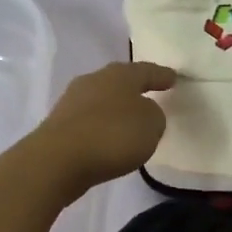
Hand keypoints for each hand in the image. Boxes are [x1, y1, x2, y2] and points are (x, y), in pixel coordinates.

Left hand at [27, 60, 176, 194]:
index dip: (161, 75)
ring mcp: (72, 102)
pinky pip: (89, 120)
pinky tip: (107, 138)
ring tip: (129, 120)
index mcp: (119, 74)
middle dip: (135, 88)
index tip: (173, 78)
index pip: (146, 70)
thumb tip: (142, 113)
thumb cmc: (112, 135)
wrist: (57, 161)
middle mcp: (94, 80)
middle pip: (119, 81)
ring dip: (115, 108)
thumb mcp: (151, 125)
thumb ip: (153, 115)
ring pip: (101, 99)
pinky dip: (101, 126)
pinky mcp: (59, 125)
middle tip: (150, 94)